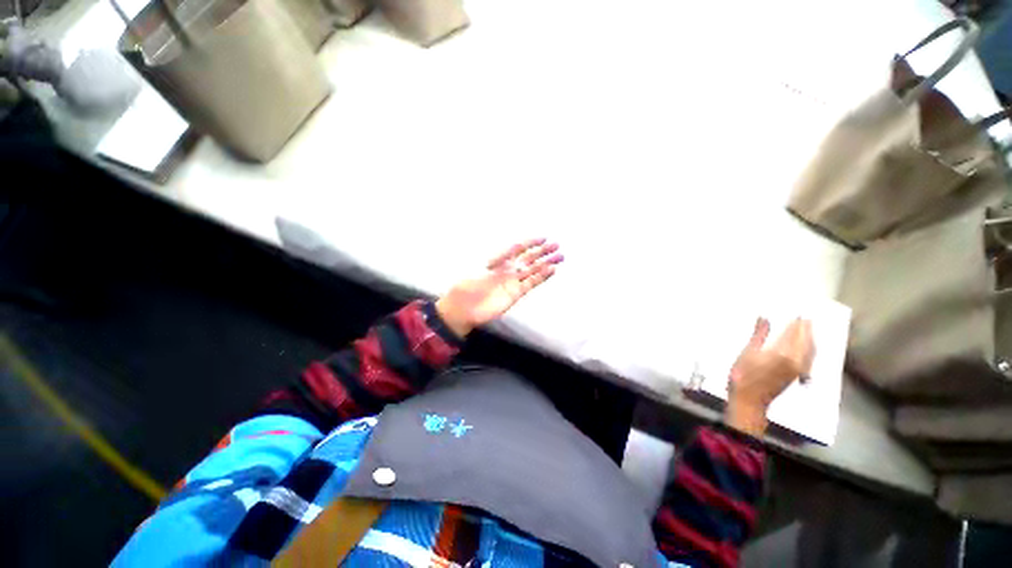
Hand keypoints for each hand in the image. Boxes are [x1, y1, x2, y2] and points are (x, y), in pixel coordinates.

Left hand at [435, 239, 563, 337]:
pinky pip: (531, 283)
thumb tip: (515, 245)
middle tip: (557, 246)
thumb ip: (499, 256)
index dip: (530, 243)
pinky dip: (541, 277)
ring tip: (560, 257)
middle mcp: (509, 269)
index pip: (518, 248)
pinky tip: (551, 271)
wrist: (464, 307)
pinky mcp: (516, 293)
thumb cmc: (468, 284)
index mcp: (499, 260)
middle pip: (528, 258)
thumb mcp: (480, 265)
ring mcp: (513, 281)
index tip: (543, 238)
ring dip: (546, 264)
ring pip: (533, 270)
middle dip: (542, 252)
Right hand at [725, 318, 814, 436]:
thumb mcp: (747, 352)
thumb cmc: (743, 375)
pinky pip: (810, 358)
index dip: (796, 322)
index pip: (794, 332)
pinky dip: (810, 349)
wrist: (750, 399)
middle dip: (807, 328)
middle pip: (806, 340)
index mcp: (782, 352)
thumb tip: (764, 318)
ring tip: (808, 329)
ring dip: (811, 338)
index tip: (798, 312)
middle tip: (806, 318)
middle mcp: (796, 359)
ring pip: (811, 350)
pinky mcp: (799, 375)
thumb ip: (759, 334)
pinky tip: (807, 347)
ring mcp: (800, 368)